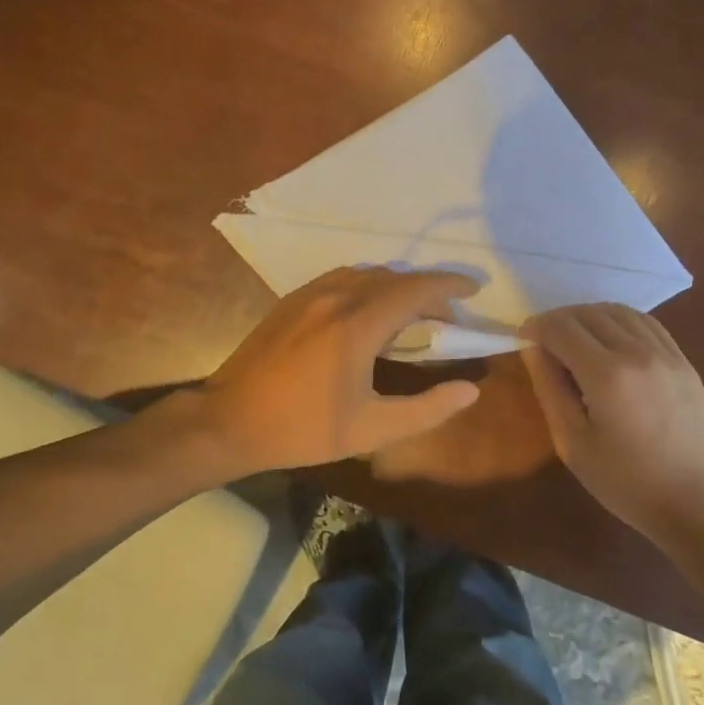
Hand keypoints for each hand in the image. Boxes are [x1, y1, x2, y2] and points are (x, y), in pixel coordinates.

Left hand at [201, 267, 483, 472]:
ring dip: (397, 286)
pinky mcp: (292, 299)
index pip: (417, 289)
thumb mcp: (371, 430)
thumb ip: (426, 409)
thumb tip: (470, 390)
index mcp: (358, 324)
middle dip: (428, 291)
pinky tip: (370, 310)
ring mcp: (310, 293)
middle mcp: (337, 296)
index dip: (450, 285)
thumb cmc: (303, 429)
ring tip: (412, 313)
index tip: (474, 289)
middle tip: (447, 318)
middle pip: (395, 278)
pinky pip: (343, 278)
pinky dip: (369, 286)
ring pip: (368, 274)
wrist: (229, 421)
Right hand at [519, 303, 703, 541]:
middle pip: (588, 313)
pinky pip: (645, 323)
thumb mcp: (573, 444)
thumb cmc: (627, 483)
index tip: (524, 339)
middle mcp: (637, 352)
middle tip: (544, 342)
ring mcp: (666, 353)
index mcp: (607, 375)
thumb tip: (533, 349)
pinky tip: (610, 339)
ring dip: (588, 316)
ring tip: (575, 338)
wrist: (699, 505)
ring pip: (618, 311)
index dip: (536, 327)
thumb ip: (550, 389)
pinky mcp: (683, 361)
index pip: (561, 328)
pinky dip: (619, 320)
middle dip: (559, 320)